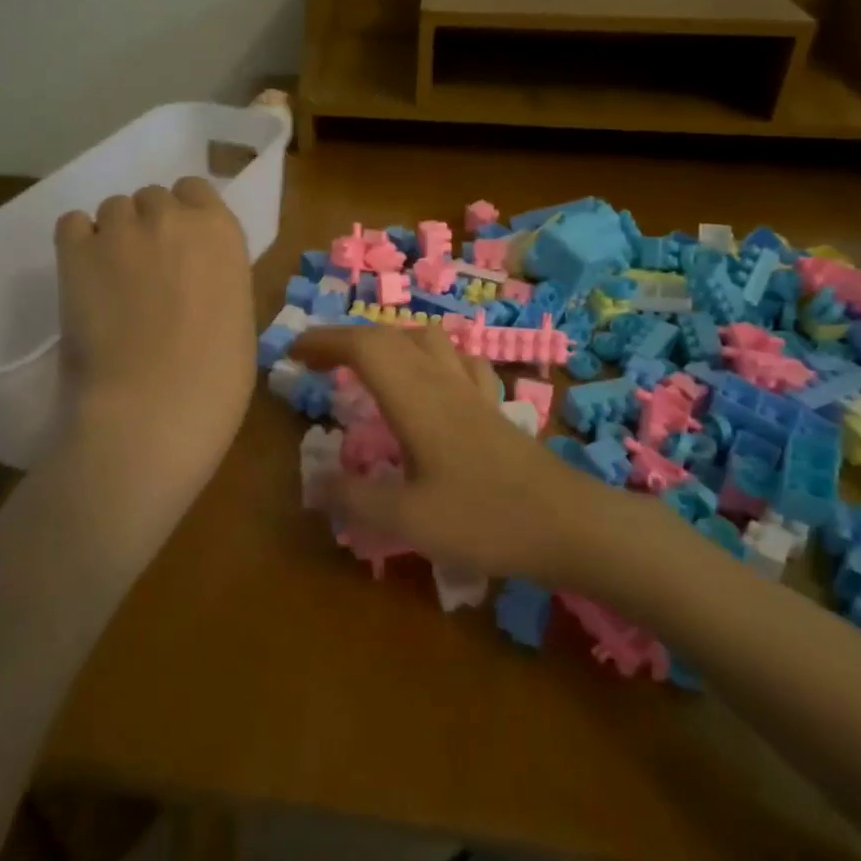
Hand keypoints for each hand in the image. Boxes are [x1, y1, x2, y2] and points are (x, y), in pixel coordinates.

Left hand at [53, 179, 255, 491]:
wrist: (153, 409)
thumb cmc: (216, 379)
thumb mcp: (238, 316)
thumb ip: (215, 278)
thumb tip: (194, 279)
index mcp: (221, 232)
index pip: (196, 191)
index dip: (186, 217)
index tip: (181, 250)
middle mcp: (172, 217)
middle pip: (153, 198)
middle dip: (150, 226)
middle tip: (146, 273)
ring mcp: (121, 230)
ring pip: (112, 209)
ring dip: (114, 235)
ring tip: (110, 282)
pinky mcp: (75, 252)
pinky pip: (72, 223)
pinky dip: (78, 243)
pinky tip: (84, 278)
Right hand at [289, 324, 589, 578]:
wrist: (568, 524)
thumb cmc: (485, 518)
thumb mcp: (408, 520)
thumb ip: (356, 499)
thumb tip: (314, 483)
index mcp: (415, 397)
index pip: (363, 346)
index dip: (324, 341)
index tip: (293, 352)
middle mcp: (441, 381)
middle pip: (390, 337)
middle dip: (347, 339)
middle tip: (317, 360)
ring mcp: (471, 391)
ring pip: (426, 340)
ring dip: (389, 340)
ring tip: (367, 364)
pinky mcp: (492, 407)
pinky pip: (457, 361)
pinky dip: (431, 356)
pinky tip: (431, 379)